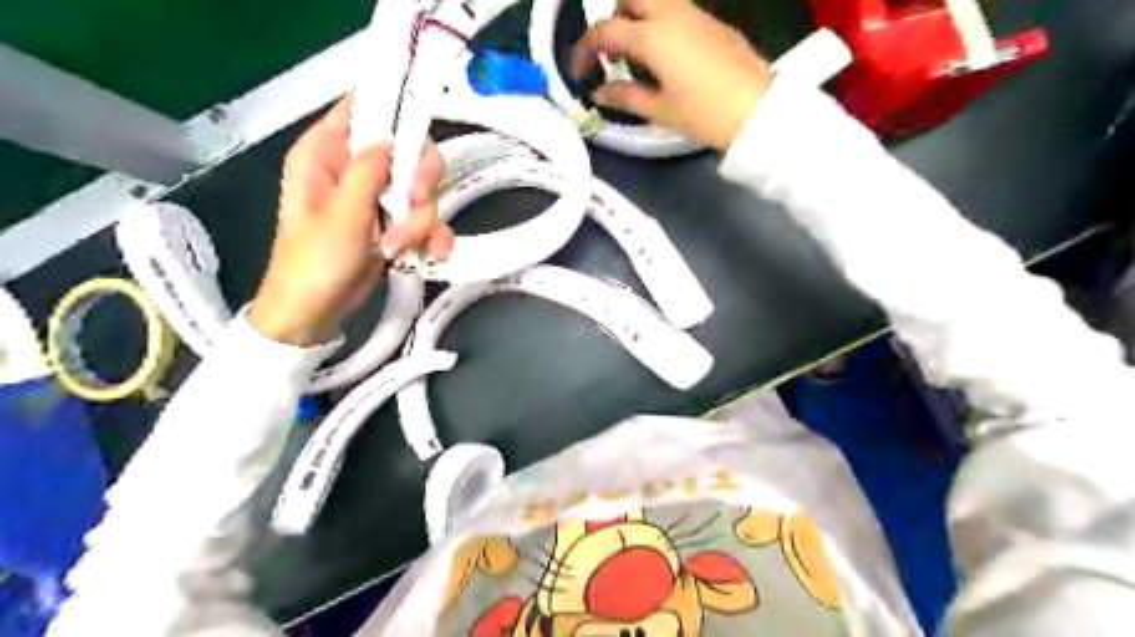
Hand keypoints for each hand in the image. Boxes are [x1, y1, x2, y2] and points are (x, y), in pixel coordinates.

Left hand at [249, 94, 456, 345]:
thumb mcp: (341, 213)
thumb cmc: (314, 261)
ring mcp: (377, 198)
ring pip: (423, 190)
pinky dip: (431, 236)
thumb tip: (393, 142)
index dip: (395, 108)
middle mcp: (355, 169)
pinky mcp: (394, 224)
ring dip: (420, 221)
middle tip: (415, 201)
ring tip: (399, 246)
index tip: (422, 126)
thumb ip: (367, 171)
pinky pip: (426, 219)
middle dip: (420, 180)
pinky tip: (431, 253)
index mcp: (326, 153)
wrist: (316, 311)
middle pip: (408, 150)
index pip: (363, 107)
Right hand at [573, 0, 776, 148]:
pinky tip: (666, 59)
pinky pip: (676, 12)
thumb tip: (599, 92)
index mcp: (653, 37)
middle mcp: (672, 14)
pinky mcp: (713, 23)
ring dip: (638, 18)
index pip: (605, 31)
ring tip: (638, 58)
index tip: (578, 73)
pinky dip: (660, 25)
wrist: (758, 109)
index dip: (584, 50)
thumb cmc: (704, 113)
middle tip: (613, 52)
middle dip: (613, 17)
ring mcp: (696, 15)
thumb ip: (624, 96)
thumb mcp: (659, 110)